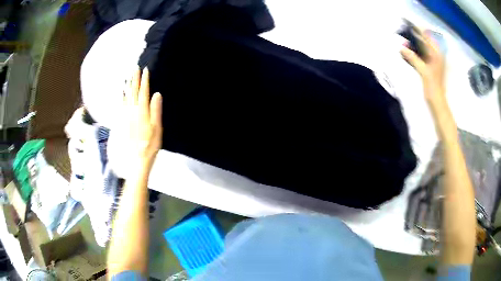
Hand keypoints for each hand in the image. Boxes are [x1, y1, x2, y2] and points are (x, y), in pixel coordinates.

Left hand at [116, 67, 162, 171]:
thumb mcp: (157, 130)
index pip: (143, 92)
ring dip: (127, 86)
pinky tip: (122, 93)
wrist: (135, 161)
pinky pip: (120, 106)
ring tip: (128, 77)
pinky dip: (121, 97)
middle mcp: (132, 111)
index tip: (145, 70)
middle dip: (134, 79)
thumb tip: (156, 94)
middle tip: (135, 68)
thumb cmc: (149, 147)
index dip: (144, 81)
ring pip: (126, 97)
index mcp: (142, 112)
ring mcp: (125, 116)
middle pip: (133, 92)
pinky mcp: (121, 122)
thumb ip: (155, 111)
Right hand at [400, 30, 446, 110]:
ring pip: (424, 48)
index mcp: (437, 55)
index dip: (418, 31)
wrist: (437, 101)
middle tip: (405, 34)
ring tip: (406, 41)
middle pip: (426, 41)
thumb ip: (413, 58)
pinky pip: (424, 55)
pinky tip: (410, 52)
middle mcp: (437, 56)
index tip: (409, 26)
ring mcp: (434, 61)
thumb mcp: (423, 71)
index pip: (427, 38)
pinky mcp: (431, 67)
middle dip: (416, 37)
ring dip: (416, 44)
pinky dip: (417, 52)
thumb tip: (402, 47)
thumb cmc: (433, 86)